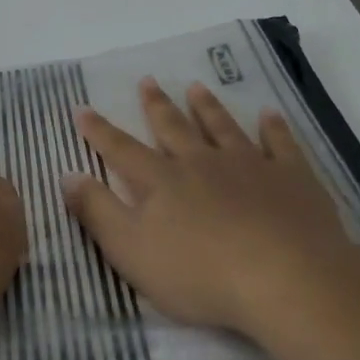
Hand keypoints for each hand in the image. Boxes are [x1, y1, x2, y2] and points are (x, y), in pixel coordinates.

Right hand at [65, 77, 355, 336]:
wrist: (286, 279)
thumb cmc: (201, 274)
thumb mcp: (132, 251)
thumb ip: (98, 212)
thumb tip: (68, 174)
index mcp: (162, 182)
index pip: (121, 150)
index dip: (99, 131)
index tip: (83, 108)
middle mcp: (201, 163)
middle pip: (174, 128)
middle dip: (157, 105)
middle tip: (147, 80)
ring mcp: (249, 166)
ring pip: (222, 128)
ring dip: (207, 107)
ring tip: (197, 87)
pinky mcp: (291, 178)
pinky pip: (280, 144)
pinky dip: (274, 127)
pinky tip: (270, 114)